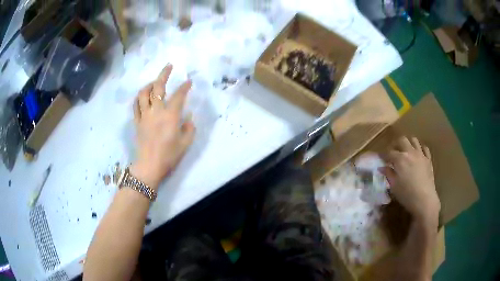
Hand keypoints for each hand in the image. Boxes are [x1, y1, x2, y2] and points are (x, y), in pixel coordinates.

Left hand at [130, 64, 194, 189]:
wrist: (149, 166)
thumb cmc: (169, 156)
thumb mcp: (185, 144)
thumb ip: (189, 128)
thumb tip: (187, 118)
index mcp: (170, 116)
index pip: (179, 95)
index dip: (185, 87)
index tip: (189, 81)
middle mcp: (156, 111)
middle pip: (158, 87)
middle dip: (164, 74)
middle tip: (169, 66)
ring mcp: (144, 115)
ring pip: (144, 93)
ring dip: (150, 84)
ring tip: (155, 82)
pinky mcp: (137, 121)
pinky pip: (136, 105)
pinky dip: (139, 97)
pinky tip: (143, 96)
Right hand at [380, 137, 439, 225]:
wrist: (424, 200)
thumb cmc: (406, 194)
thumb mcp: (394, 186)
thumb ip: (388, 174)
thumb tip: (382, 167)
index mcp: (400, 159)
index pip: (389, 152)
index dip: (384, 155)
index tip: (381, 159)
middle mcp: (410, 152)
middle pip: (402, 140)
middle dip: (395, 144)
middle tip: (393, 152)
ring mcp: (421, 154)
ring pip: (414, 140)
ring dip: (408, 143)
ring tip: (405, 151)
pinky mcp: (428, 159)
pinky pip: (424, 148)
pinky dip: (420, 148)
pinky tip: (417, 154)